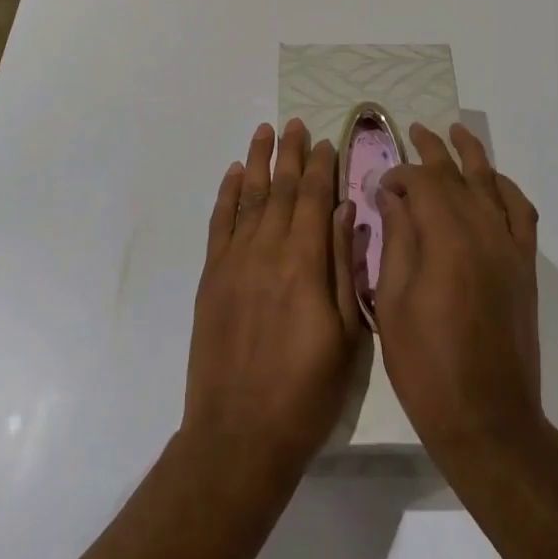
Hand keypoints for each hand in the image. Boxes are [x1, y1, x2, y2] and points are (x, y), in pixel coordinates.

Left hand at [181, 119, 361, 477]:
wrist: (239, 435)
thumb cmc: (306, 392)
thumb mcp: (346, 336)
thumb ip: (345, 268)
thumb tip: (346, 212)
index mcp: (305, 262)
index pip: (314, 198)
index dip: (322, 166)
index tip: (326, 141)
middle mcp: (268, 249)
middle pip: (282, 188)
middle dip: (291, 153)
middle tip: (295, 123)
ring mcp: (235, 260)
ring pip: (249, 195)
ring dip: (258, 161)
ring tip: (264, 130)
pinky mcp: (211, 275)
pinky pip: (220, 222)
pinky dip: (227, 193)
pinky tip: (233, 173)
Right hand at [375, 121, 545, 474]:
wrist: (488, 420)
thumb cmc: (427, 366)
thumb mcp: (392, 302)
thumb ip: (396, 240)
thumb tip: (392, 197)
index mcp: (446, 238)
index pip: (422, 183)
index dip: (399, 175)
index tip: (380, 185)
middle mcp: (483, 231)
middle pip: (457, 174)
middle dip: (433, 149)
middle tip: (414, 130)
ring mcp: (509, 247)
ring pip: (491, 184)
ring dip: (472, 155)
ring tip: (457, 132)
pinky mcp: (525, 266)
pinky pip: (521, 212)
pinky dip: (507, 189)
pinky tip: (494, 180)